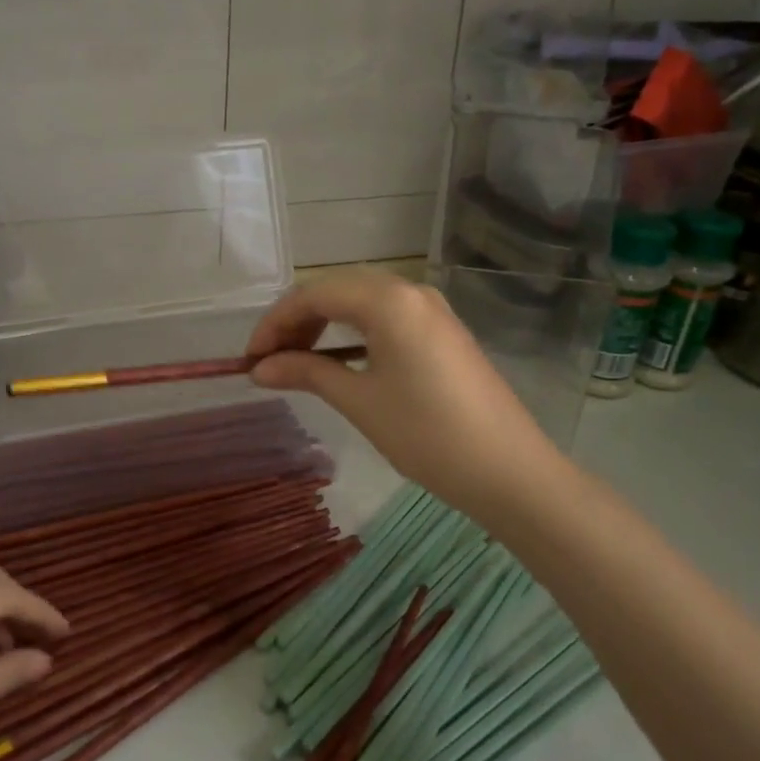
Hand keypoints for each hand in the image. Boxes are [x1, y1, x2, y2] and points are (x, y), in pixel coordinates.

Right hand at [246, 269, 565, 523]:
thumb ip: (306, 373)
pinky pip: (385, 316)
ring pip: (361, 301)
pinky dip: (353, 332)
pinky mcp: (442, 330)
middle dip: (297, 321)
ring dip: (323, 326)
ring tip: (297, 362)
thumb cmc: (428, 434)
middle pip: (336, 290)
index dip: (275, 323)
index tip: (250, 359)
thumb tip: (259, 369)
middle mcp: (410, 291)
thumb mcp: (359, 401)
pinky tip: (338, 360)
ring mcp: (431, 309)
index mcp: (388, 300)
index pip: (314, 295)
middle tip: (269, 361)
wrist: (509, 470)